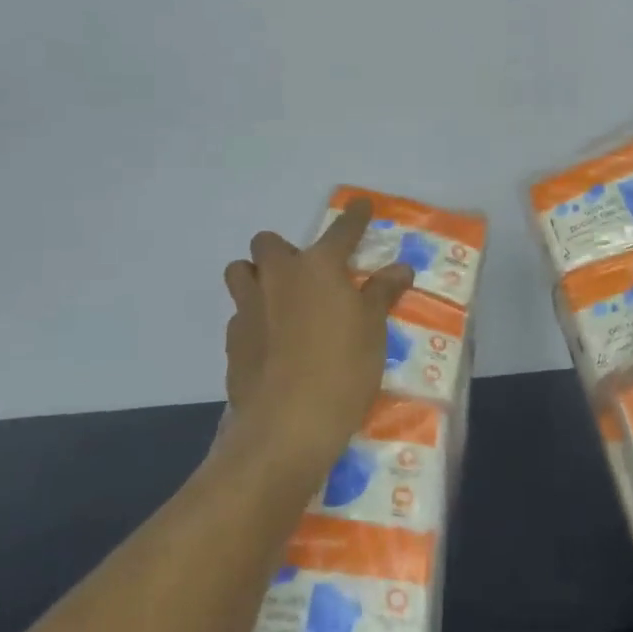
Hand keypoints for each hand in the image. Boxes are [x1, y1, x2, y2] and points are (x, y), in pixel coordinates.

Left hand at [219, 199, 413, 471]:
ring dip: (256, 277)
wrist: (285, 426)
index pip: (341, 230)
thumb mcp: (373, 331)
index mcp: (317, 268)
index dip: (354, 216)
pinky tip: (271, 345)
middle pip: (267, 243)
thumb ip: (382, 293)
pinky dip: (254, 320)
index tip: (361, 205)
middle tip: (307, 274)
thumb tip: (400, 267)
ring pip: (240, 273)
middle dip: (283, 249)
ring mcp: (248, 308)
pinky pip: (239, 315)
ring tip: (280, 301)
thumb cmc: (342, 370)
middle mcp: (277, 278)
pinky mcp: (232, 342)